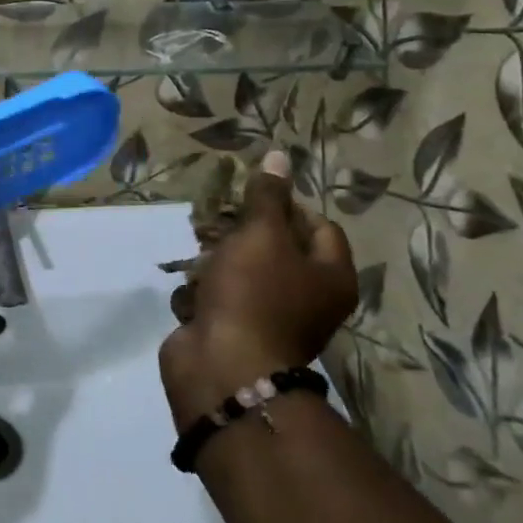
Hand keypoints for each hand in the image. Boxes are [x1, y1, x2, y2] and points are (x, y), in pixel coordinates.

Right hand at [160, 149, 358, 427]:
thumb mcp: (261, 233)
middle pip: (276, 246)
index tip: (251, 202)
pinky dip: (202, 291)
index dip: (286, 207)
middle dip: (241, 232)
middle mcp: (307, 297)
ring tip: (198, 254)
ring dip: (215, 259)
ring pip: (240, 269)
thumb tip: (279, 155)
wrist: (222, 367)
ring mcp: (268, 316)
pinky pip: (218, 297)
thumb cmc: (253, 294)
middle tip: (217, 225)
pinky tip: (192, 290)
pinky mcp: (233, 330)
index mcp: (330, 275)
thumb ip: (267, 195)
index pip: (318, 224)